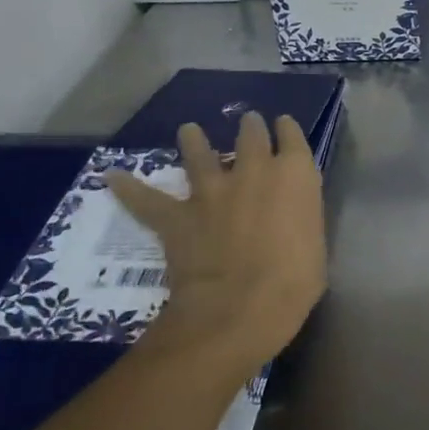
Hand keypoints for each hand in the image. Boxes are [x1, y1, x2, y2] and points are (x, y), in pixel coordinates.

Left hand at [107, 113, 326, 372]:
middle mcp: (254, 170)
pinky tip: (113, 177)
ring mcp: (212, 191)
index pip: (293, 138)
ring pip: (200, 154)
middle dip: (250, 127)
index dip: (287, 129)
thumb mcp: (315, 242)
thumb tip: (289, 218)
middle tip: (249, 122)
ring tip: (189, 130)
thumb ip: (301, 218)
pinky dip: (129, 189)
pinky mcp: (178, 216)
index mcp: (295, 175)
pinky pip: (147, 199)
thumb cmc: (295, 281)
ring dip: (194, 140)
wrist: (240, 307)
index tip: (283, 125)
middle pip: (251, 136)